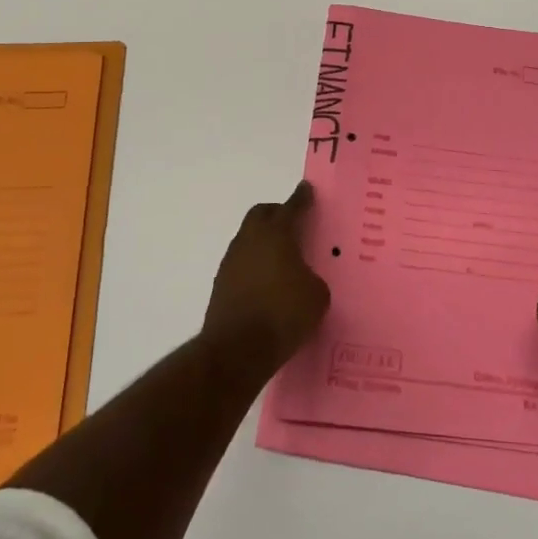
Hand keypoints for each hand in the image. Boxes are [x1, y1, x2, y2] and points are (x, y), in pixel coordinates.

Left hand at [200, 182, 331, 380]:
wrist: (238, 350)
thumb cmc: (284, 314)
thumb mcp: (317, 295)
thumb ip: (312, 278)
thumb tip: (303, 279)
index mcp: (276, 234)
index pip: (291, 207)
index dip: (301, 198)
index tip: (306, 189)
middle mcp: (250, 240)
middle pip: (261, 214)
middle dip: (277, 213)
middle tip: (294, 222)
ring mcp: (231, 261)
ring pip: (248, 238)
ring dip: (263, 240)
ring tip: (281, 257)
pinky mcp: (220, 284)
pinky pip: (241, 262)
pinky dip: (254, 264)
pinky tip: (266, 282)